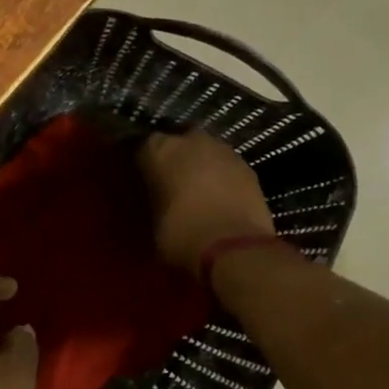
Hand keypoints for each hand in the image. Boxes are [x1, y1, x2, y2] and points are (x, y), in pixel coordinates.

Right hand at [137, 131, 274, 270]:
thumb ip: (153, 199)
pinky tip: (218, 199)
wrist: (234, 248)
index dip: (142, 163)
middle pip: (178, 142)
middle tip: (170, 182)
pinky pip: (226, 168)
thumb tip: (157, 197)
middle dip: (174, 158)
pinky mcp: (249, 167)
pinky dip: (221, 179)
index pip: (141, 146)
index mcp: (158, 150)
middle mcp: (190, 140)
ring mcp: (223, 151)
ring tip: (196, 191)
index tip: (140, 178)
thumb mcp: (152, 220)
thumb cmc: (180, 234)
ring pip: (205, 152)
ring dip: (200, 166)